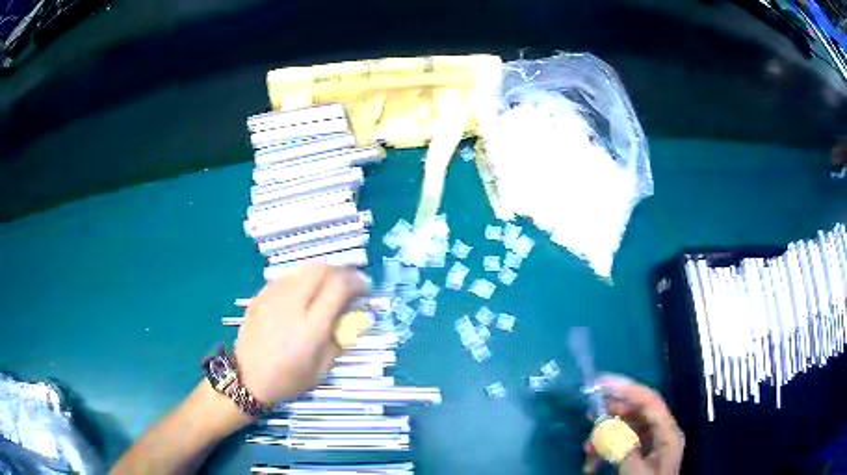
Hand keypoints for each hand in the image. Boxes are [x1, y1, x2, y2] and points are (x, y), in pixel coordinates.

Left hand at [235, 263, 368, 403]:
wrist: (247, 378)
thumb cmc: (288, 379)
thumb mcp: (322, 368)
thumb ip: (339, 339)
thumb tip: (353, 317)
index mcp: (310, 327)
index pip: (338, 288)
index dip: (356, 282)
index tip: (364, 287)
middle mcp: (292, 304)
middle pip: (321, 270)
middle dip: (341, 271)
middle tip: (349, 282)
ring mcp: (273, 296)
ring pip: (303, 268)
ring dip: (322, 271)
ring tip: (329, 283)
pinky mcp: (261, 295)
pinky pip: (287, 276)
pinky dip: (302, 277)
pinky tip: (304, 290)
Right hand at [583, 375, 683, 474]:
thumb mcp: (636, 472)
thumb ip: (624, 448)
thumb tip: (605, 427)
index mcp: (667, 433)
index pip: (649, 401)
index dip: (626, 389)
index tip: (600, 383)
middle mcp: (661, 433)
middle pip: (638, 412)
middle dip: (612, 413)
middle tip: (589, 412)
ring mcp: (651, 444)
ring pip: (627, 429)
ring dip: (605, 436)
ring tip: (587, 446)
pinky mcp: (641, 454)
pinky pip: (622, 444)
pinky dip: (606, 450)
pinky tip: (592, 463)